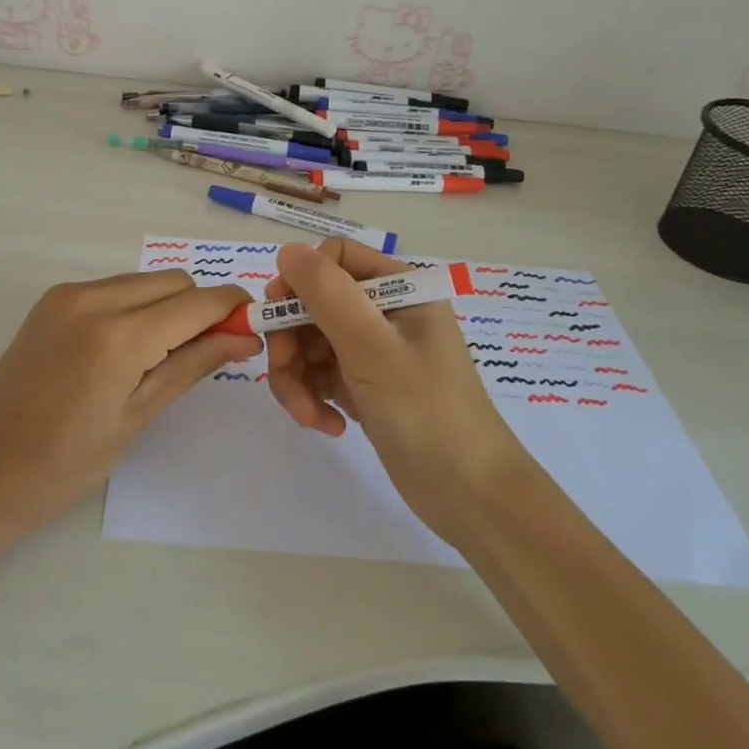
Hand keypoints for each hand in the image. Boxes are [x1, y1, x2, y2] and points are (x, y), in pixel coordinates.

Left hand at [0, 270, 261, 555]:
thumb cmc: (64, 465)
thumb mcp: (137, 418)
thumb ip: (193, 366)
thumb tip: (245, 338)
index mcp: (120, 336)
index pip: (198, 301)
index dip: (232, 309)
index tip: (253, 329)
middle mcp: (94, 298)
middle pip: (173, 281)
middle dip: (201, 308)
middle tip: (209, 352)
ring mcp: (68, 295)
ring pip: (144, 280)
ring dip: (168, 306)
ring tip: (166, 355)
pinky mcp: (51, 300)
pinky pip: (113, 288)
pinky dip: (136, 307)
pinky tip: (128, 348)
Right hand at [264, 240, 525, 538]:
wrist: (471, 497)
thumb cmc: (427, 410)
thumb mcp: (372, 346)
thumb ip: (327, 293)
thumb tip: (287, 250)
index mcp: (399, 288)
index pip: (334, 259)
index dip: (300, 281)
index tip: (276, 314)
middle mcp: (385, 312)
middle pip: (313, 304)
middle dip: (292, 341)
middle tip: (286, 374)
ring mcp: (374, 351)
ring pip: (310, 343)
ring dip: (298, 378)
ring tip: (309, 416)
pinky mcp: (365, 387)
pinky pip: (321, 376)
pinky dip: (314, 398)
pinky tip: (329, 426)